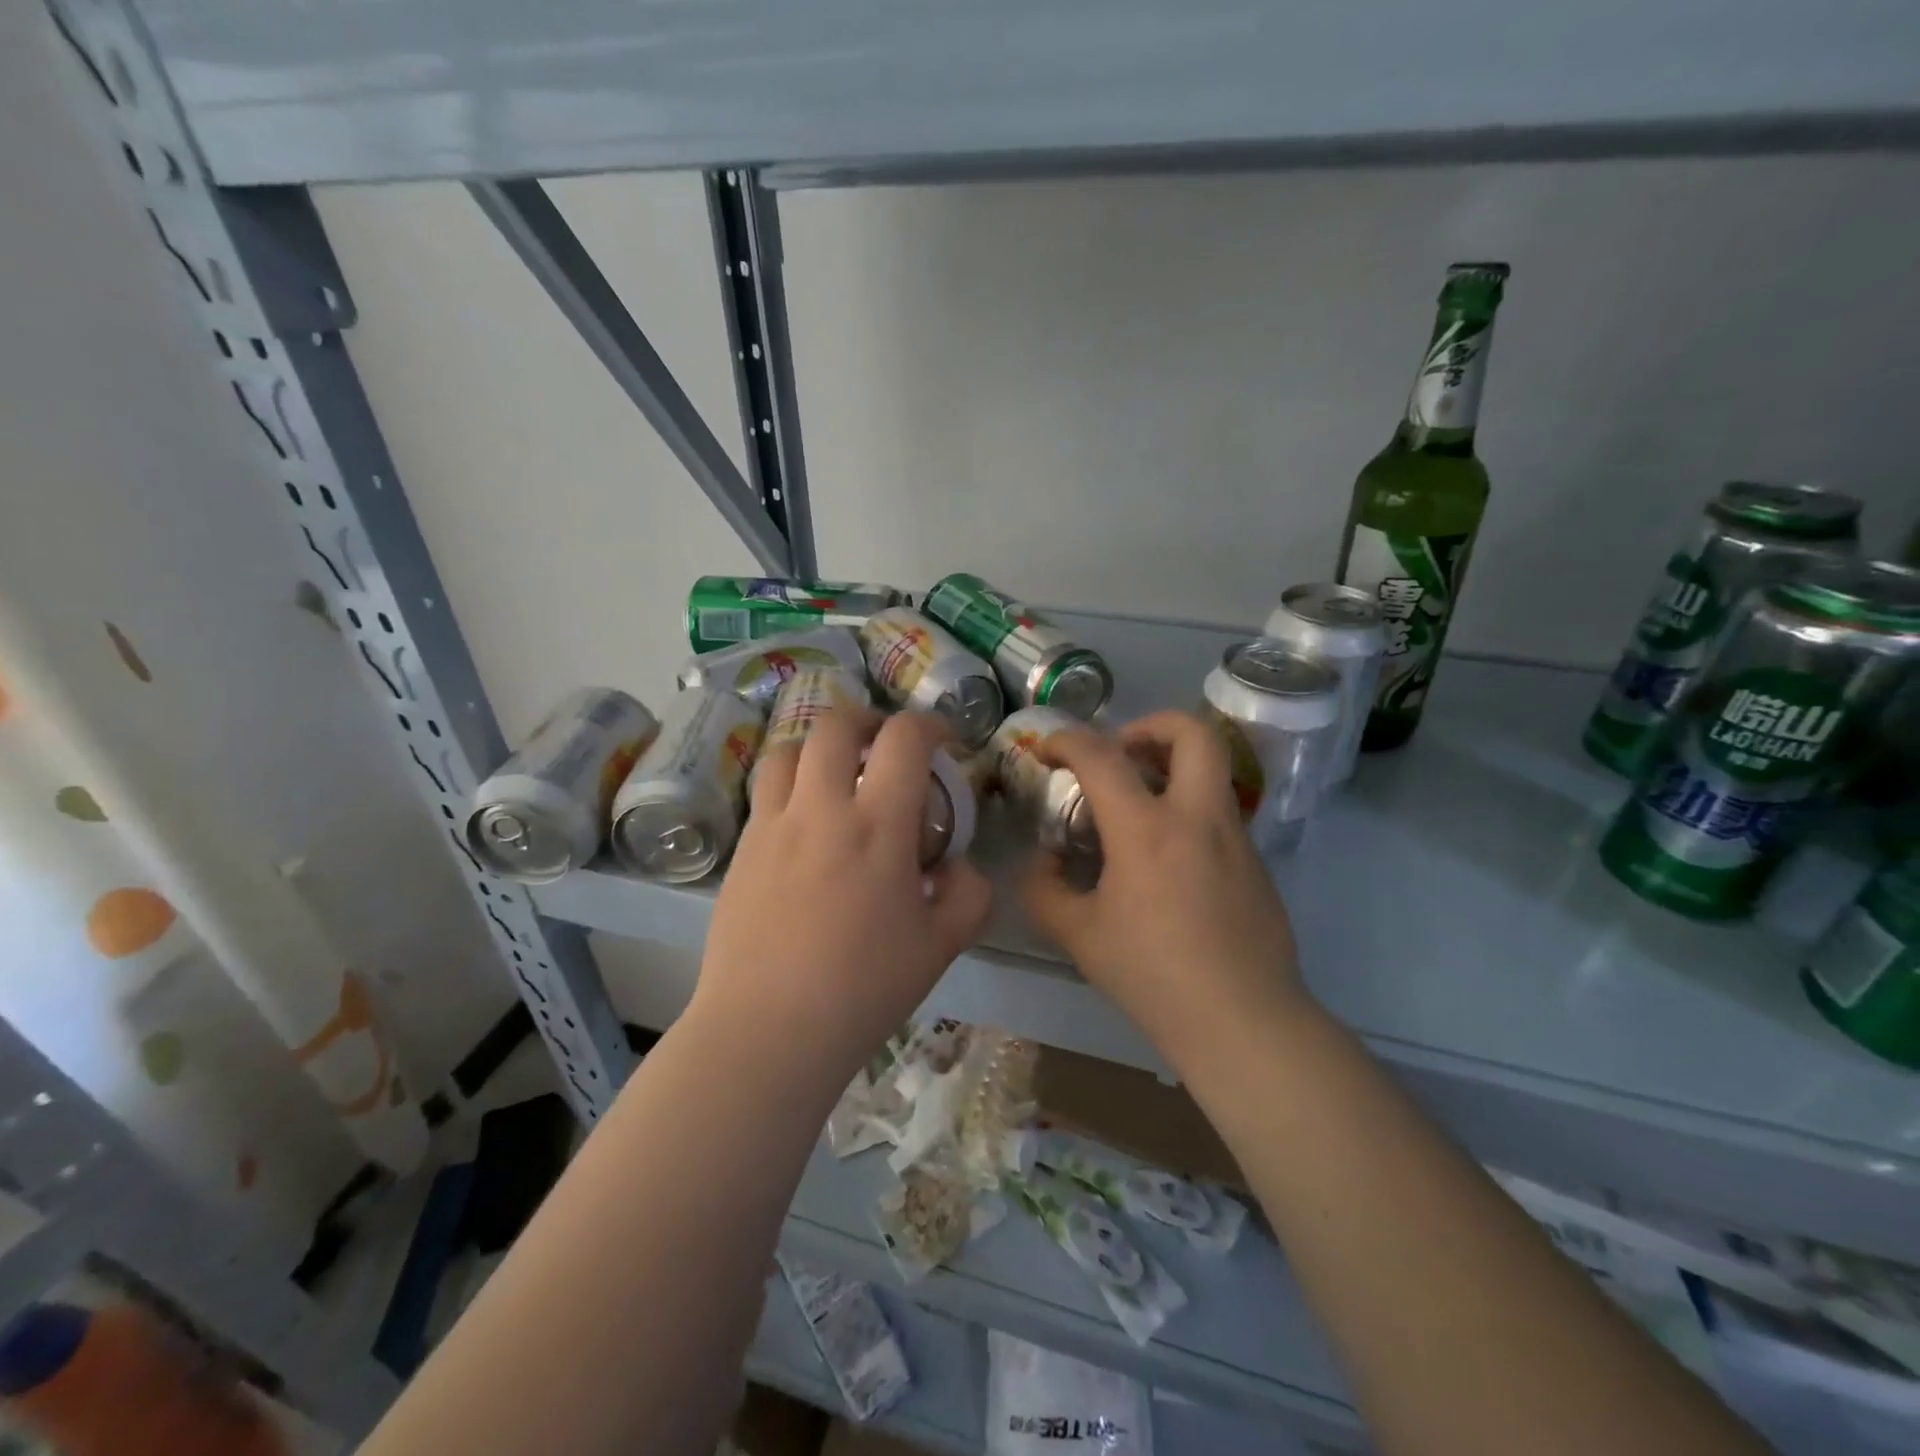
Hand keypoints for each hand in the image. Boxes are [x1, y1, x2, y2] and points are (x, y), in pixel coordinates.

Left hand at [692, 708, 992, 1082]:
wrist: (768, 1030)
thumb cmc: (863, 989)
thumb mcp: (942, 947)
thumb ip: (968, 895)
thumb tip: (958, 866)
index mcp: (877, 826)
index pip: (904, 739)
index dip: (930, 724)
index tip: (944, 741)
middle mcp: (820, 809)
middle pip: (835, 725)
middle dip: (868, 720)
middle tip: (885, 745)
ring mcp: (772, 826)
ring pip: (788, 750)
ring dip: (820, 747)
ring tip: (837, 773)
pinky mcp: (741, 850)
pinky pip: (765, 793)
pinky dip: (791, 785)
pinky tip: (806, 825)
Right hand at [1022, 710, 1312, 1073]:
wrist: (1243, 1020)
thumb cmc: (1153, 975)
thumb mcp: (1078, 936)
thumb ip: (1044, 892)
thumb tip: (1043, 863)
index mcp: (1146, 830)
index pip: (1101, 755)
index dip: (1066, 740)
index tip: (1047, 752)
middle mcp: (1197, 816)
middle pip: (1191, 731)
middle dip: (1150, 725)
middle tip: (1120, 753)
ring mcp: (1234, 836)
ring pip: (1211, 768)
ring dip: (1171, 766)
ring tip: (1137, 806)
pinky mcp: (1256, 861)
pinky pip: (1218, 811)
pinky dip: (1187, 809)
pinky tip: (1167, 861)